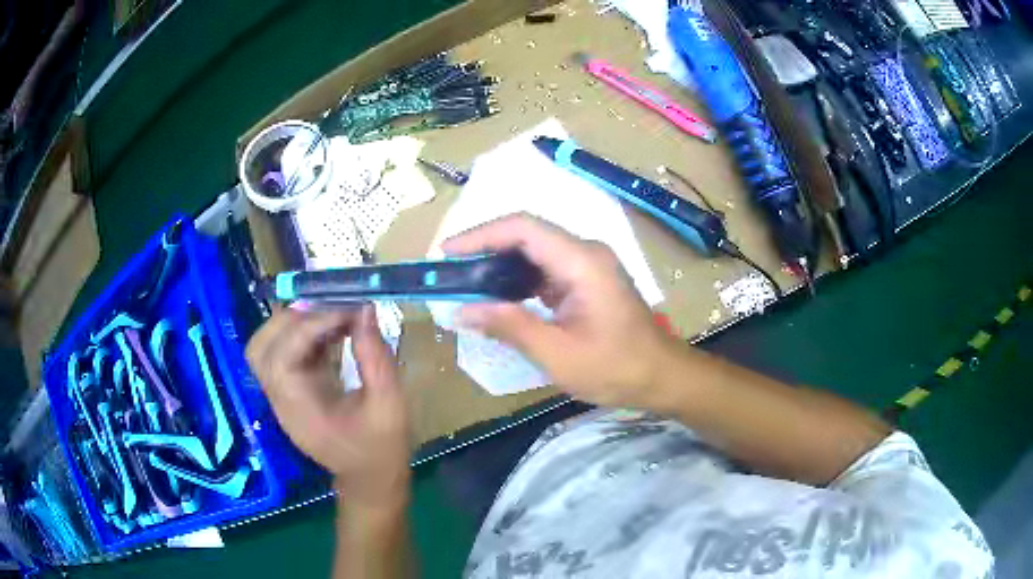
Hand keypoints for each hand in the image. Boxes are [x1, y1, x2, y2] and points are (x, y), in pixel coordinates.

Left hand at [246, 306, 409, 508]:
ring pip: (266, 347)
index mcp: (299, 409)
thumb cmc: (381, 449)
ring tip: (332, 314)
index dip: (309, 327)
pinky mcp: (292, 390)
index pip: (282, 357)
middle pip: (261, 348)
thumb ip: (376, 358)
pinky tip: (334, 328)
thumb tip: (365, 311)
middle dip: (290, 319)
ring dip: (293, 323)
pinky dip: (304, 334)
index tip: (348, 311)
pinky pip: (285, 352)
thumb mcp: (389, 405)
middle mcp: (281, 399)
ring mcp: (283, 395)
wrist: (370, 480)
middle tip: (330, 306)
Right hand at [443, 213, 676, 408]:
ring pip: (535, 251)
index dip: (481, 235)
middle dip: (486, 249)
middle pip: (527, 234)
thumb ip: (510, 326)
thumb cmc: (616, 368)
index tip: (447, 253)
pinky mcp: (587, 280)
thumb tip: (462, 311)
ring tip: (466, 285)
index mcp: (582, 262)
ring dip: (501, 265)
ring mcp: (589, 264)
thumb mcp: (558, 354)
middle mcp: (586, 252)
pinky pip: (546, 269)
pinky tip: (499, 298)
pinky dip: (519, 280)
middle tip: (451, 272)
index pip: (523, 228)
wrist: (662, 377)